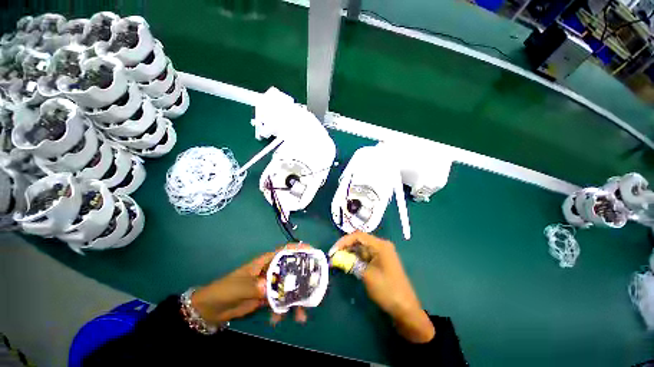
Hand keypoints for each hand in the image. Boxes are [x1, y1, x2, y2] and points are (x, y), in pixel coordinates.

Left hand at [191, 244, 308, 325]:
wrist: (213, 309)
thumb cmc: (225, 290)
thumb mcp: (238, 286)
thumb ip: (253, 286)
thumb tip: (268, 287)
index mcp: (266, 261)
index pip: (285, 251)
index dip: (299, 249)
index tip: (313, 252)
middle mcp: (271, 270)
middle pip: (292, 269)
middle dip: (303, 277)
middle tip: (314, 288)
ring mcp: (270, 284)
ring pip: (289, 287)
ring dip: (296, 299)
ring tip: (300, 314)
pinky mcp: (268, 297)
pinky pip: (281, 301)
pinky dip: (284, 309)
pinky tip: (281, 320)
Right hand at [331, 232, 435, 342]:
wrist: (405, 308)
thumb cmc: (387, 289)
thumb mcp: (367, 275)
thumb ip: (351, 263)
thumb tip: (336, 257)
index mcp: (380, 245)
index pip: (358, 236)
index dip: (344, 241)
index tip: (333, 251)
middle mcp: (380, 246)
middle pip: (359, 241)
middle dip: (345, 247)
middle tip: (333, 256)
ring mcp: (380, 254)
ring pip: (361, 249)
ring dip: (349, 253)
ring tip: (337, 260)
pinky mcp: (379, 262)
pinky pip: (364, 256)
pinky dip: (355, 259)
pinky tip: (347, 263)